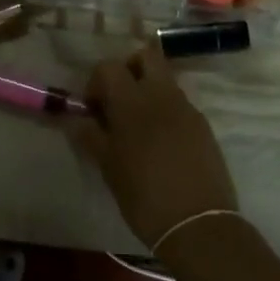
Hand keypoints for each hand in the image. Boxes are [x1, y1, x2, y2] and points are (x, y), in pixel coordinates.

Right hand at [70, 44, 237, 248]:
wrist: (197, 224)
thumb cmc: (143, 196)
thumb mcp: (108, 168)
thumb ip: (91, 137)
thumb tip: (76, 120)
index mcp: (132, 101)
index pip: (109, 67)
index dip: (96, 82)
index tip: (93, 110)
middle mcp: (162, 95)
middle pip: (146, 56)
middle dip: (129, 69)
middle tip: (118, 101)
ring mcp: (187, 108)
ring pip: (165, 79)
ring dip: (148, 90)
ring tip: (138, 127)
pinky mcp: (203, 125)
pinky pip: (180, 104)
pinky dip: (166, 111)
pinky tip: (160, 144)